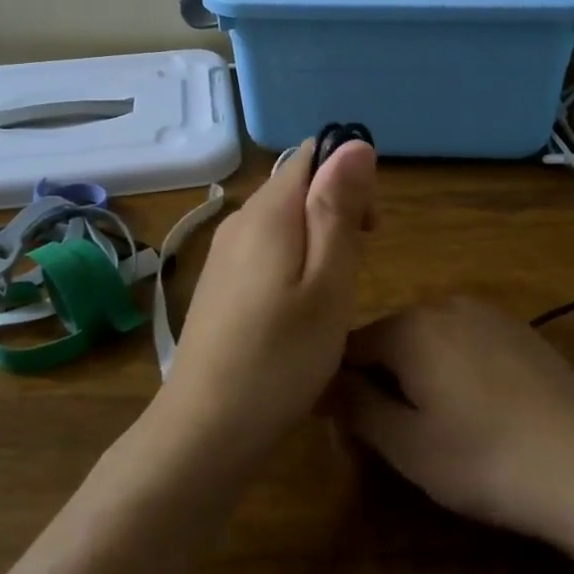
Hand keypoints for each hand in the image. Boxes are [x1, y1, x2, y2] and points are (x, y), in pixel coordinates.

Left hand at [164, 139, 378, 453]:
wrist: (204, 430)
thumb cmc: (281, 358)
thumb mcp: (328, 282)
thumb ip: (339, 208)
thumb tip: (354, 143)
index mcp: (268, 212)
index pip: (312, 155)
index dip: (349, 178)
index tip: (369, 227)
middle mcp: (239, 220)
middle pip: (297, 185)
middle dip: (337, 210)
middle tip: (356, 269)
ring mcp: (224, 253)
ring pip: (283, 219)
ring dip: (318, 239)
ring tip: (332, 295)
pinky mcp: (219, 282)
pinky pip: (265, 248)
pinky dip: (293, 261)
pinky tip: (299, 308)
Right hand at [336, 299, 573, 544]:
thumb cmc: (483, 459)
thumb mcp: (406, 444)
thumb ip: (355, 406)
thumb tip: (322, 380)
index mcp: (410, 326)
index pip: (348, 346)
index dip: (341, 390)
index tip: (349, 434)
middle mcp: (445, 304)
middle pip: (391, 340)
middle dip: (382, 383)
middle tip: (396, 439)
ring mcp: (488, 314)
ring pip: (430, 341)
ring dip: (420, 377)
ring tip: (440, 429)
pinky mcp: (520, 331)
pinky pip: (467, 344)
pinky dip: (458, 371)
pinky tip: (481, 414)